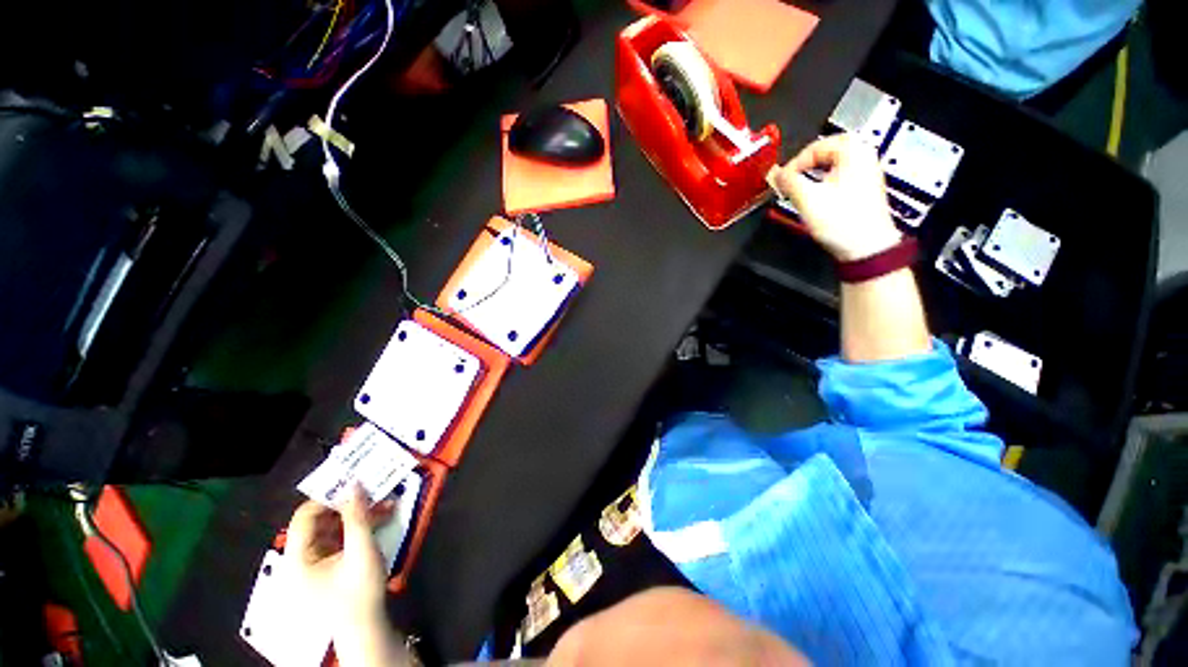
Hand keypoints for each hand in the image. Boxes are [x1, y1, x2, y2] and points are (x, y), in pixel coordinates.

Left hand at [285, 486, 394, 625]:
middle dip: (349, 505)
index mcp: (297, 558)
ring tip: (386, 504)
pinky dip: (360, 527)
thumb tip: (355, 484)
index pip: (304, 516)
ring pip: (334, 528)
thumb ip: (358, 516)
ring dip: (359, 515)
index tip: (356, 485)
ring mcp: (315, 563)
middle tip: (374, 492)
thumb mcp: (361, 550)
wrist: (366, 628)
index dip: (328, 498)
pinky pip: (341, 538)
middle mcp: (300, 558)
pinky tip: (382, 519)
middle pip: (320, 521)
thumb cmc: (359, 591)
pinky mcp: (329, 566)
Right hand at [769, 134, 900, 261]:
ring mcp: (866, 174)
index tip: (782, 180)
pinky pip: (838, 177)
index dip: (794, 163)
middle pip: (826, 152)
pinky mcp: (862, 190)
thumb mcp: (808, 200)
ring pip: (832, 165)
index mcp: (854, 152)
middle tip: (789, 181)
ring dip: (811, 175)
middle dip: (803, 166)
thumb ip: (788, 182)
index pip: (816, 146)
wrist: (866, 248)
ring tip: (798, 191)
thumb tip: (775, 173)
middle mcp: (864, 157)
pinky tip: (814, 198)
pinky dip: (822, 183)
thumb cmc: (843, 222)